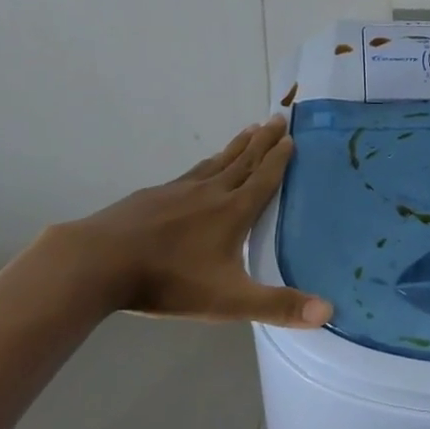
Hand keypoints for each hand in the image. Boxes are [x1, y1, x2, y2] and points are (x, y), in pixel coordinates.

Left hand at [44, 118, 331, 327]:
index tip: (291, 136)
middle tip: (278, 117)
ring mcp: (179, 190)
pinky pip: (191, 172)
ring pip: (217, 162)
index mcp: (233, 212)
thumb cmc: (169, 280)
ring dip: (237, 146)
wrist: (100, 262)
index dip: (279, 158)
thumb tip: (328, 311)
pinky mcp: (153, 195)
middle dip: (263, 140)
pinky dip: (206, 164)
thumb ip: (277, 306)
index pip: (264, 178)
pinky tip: (202, 168)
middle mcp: (211, 192)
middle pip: (243, 160)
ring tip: (249, 131)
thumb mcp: (229, 300)